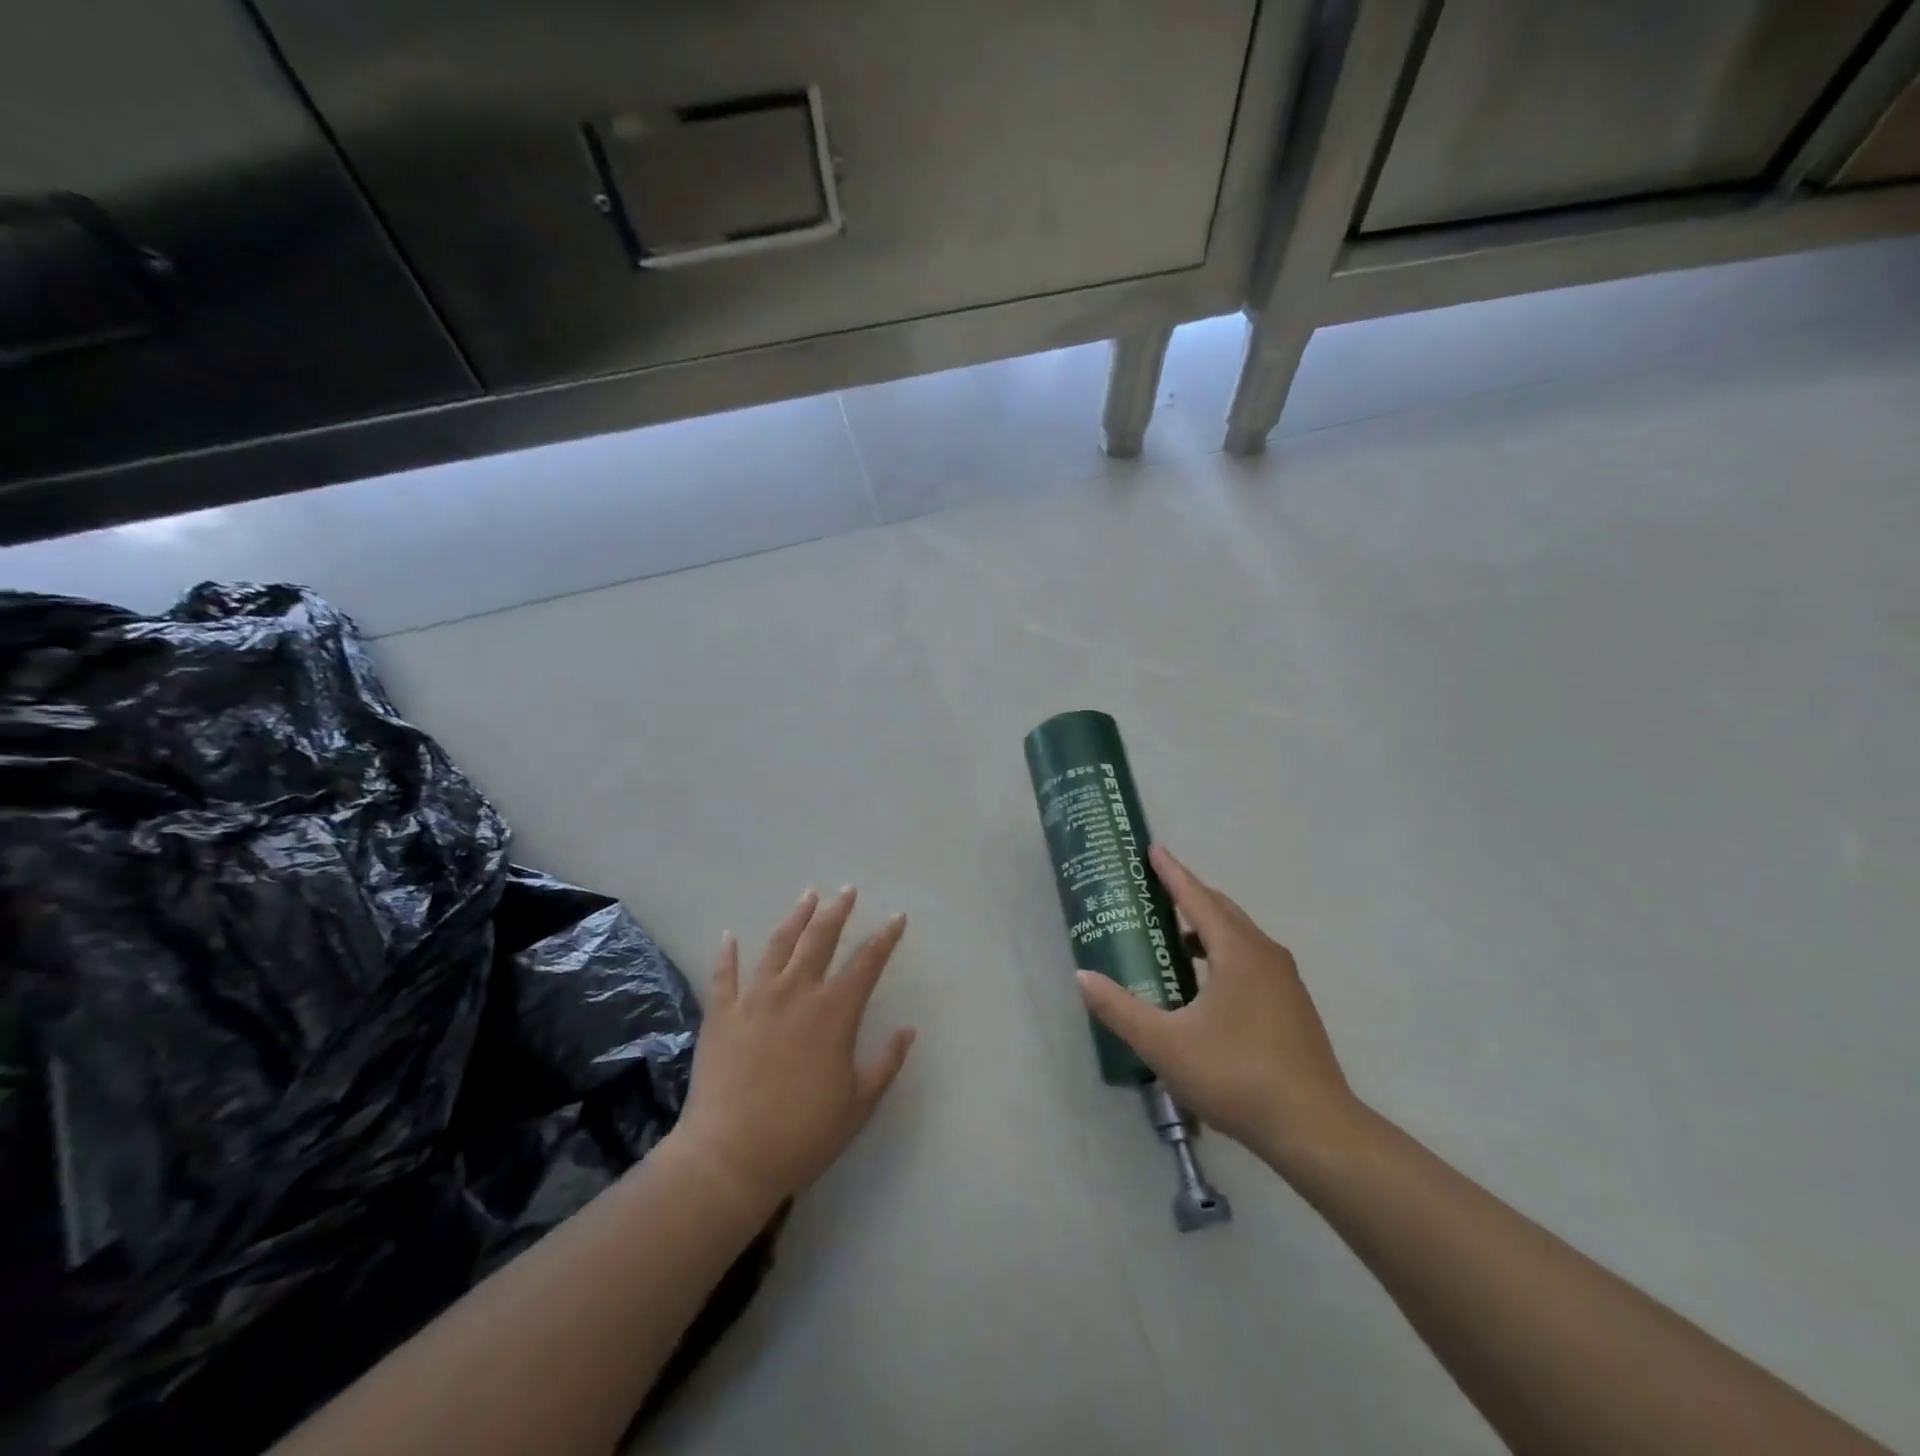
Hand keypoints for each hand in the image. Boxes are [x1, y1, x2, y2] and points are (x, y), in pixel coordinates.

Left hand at [676, 887, 916, 1215]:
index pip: (867, 963)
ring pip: (778, 945)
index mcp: (834, 1013)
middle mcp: (797, 993)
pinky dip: (727, 953)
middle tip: (847, 890)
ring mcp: (755, 999)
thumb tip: (907, 1030)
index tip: (896, 918)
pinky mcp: (721, 1014)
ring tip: (807, 897)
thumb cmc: (803, 1134)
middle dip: (837, 911)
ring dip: (795, 918)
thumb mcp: (859, 1104)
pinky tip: (729, 936)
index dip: (885, 938)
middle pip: (820, 939)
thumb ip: (886, 1063)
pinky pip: (725, 975)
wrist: (730, 1157)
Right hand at [1076, 845, 1359, 1173]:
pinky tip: (1204, 986)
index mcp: (1237, 952)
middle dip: (1188, 895)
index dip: (1172, 872)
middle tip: (1155, 891)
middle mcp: (1264, 954)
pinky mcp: (1292, 1005)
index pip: (1197, 898)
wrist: (1315, 1129)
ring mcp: (1284, 980)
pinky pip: (1250, 959)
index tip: (1153, 849)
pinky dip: (1222, 953)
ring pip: (1239, 937)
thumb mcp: (1165, 1045)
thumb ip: (1120, 1008)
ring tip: (1172, 939)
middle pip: (1221, 910)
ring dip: (1205, 928)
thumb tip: (1083, 977)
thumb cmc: (1236, 1076)